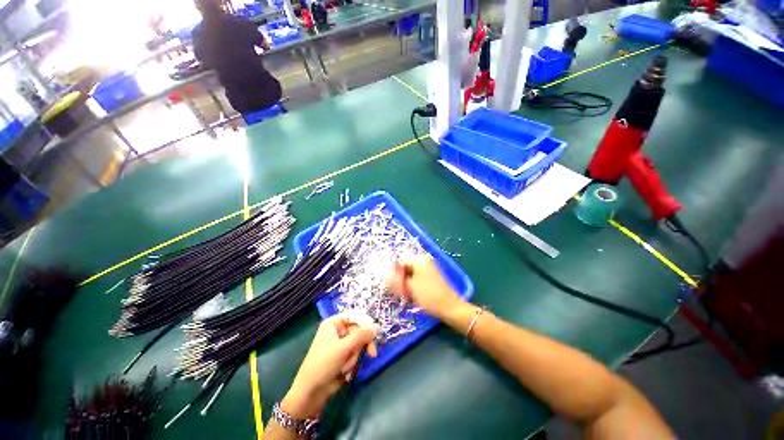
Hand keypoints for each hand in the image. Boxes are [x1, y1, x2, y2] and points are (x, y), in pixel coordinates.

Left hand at [281, 312, 378, 419]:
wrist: (311, 393)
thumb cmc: (323, 364)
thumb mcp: (344, 348)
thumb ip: (362, 335)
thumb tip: (377, 327)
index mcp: (334, 323)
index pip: (355, 316)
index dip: (366, 322)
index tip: (375, 332)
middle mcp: (338, 331)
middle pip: (359, 330)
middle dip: (361, 345)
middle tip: (372, 353)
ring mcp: (341, 344)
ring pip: (359, 344)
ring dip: (355, 357)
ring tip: (345, 368)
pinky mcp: (343, 356)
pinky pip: (356, 355)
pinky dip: (353, 364)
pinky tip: (345, 373)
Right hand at [388, 255, 463, 319]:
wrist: (449, 307)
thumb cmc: (428, 296)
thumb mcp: (409, 287)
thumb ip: (396, 279)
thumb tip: (385, 273)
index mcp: (418, 260)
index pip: (399, 261)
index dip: (394, 273)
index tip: (394, 286)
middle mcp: (423, 261)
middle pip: (404, 267)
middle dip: (400, 279)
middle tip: (400, 292)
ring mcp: (427, 269)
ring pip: (409, 274)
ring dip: (405, 284)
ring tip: (407, 295)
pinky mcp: (430, 278)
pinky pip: (416, 279)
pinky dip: (411, 286)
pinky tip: (412, 296)